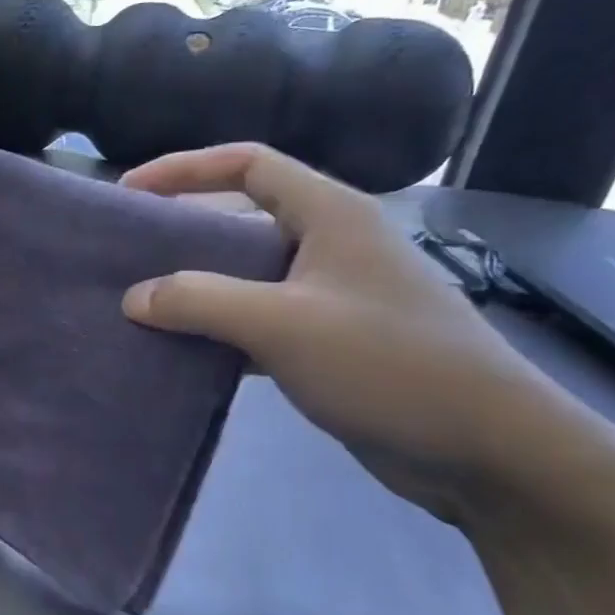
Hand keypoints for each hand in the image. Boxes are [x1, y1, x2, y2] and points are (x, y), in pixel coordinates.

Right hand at [119, 144, 575, 521]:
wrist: (486, 449)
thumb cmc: (389, 364)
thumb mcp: (284, 324)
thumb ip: (201, 302)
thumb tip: (133, 297)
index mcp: (330, 215)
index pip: (248, 164)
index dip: (185, 168)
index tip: (130, 191)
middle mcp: (330, 245)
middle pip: (242, 219)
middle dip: (183, 232)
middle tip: (128, 254)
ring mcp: (331, 296)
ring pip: (248, 276)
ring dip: (198, 287)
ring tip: (142, 304)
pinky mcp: (330, 343)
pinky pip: (259, 322)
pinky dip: (220, 330)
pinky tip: (184, 351)